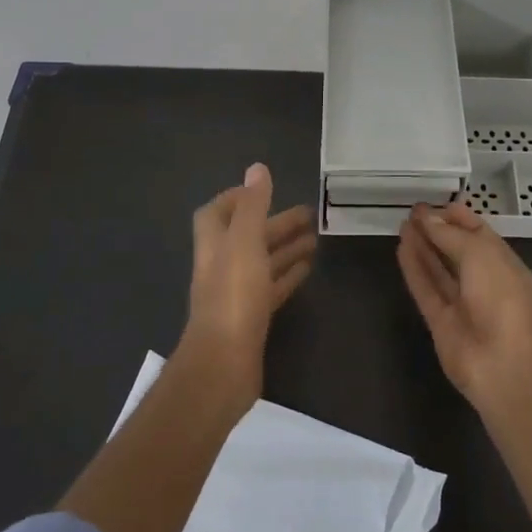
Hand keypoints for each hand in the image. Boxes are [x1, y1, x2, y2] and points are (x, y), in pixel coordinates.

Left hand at [180, 163, 315, 412]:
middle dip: (275, 223)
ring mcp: (236, 294)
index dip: (237, 199)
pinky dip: (287, 275)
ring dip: (285, 248)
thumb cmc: (233, 297)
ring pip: (262, 262)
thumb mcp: (245, 243)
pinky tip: (307, 270)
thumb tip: (257, 168)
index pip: (216, 213)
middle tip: (309, 213)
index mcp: (215, 245)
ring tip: (316, 238)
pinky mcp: (251, 318)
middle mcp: (222, 266)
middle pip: (248, 237)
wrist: (224, 363)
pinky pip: (271, 289)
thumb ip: (253, 206)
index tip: (265, 191)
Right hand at [397, 201, 531, 409]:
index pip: (481, 235)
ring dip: (422, 247)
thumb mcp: (480, 254)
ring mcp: (462, 304)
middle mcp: (485, 282)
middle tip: (413, 211)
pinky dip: (414, 269)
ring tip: (403, 224)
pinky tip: (401, 248)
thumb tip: (427, 220)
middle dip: (438, 230)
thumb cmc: (501, 298)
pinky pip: (426, 289)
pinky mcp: (441, 322)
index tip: (437, 204)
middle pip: (458, 251)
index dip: (460, 218)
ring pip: (439, 270)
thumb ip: (450, 235)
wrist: (502, 362)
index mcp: (505, 264)